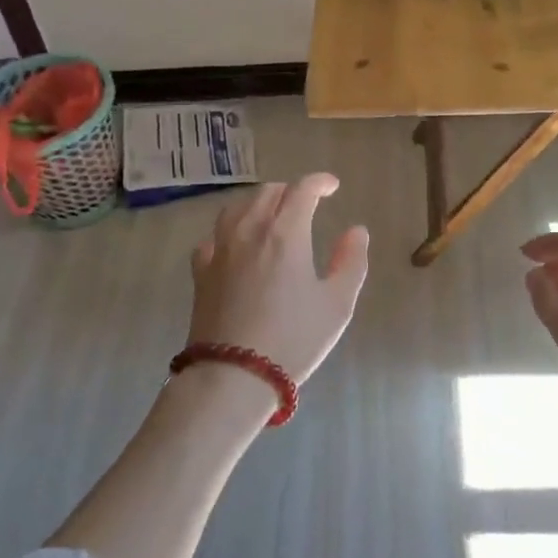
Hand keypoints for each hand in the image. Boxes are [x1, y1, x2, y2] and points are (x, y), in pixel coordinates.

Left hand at [188, 174, 368, 384]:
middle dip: (290, 191)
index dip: (320, 182)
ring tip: (271, 215)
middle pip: (268, 192)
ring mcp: (220, 249)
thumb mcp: (337, 304)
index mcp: (285, 233)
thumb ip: (351, 261)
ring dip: (258, 203)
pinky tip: (235, 244)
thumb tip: (356, 231)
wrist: (233, 376)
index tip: (332, 186)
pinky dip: (229, 230)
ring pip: (237, 207)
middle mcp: (249, 230)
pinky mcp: (201, 272)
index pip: (302, 190)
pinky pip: (213, 236)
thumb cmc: (293, 339)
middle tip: (306, 203)